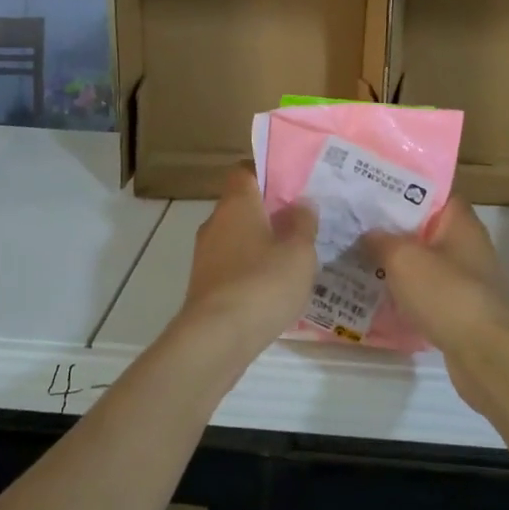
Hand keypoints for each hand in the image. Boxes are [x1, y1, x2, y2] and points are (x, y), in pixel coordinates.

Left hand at [178, 167, 317, 352]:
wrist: (217, 338)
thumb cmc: (263, 283)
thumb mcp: (299, 252)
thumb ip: (303, 223)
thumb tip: (302, 203)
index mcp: (236, 203)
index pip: (245, 171)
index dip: (268, 174)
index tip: (294, 185)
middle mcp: (215, 222)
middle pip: (243, 206)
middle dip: (270, 213)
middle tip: (303, 222)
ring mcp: (206, 255)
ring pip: (238, 237)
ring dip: (261, 244)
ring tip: (294, 257)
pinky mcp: (205, 284)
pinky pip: (233, 265)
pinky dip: (251, 270)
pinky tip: (274, 287)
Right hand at [366, 200, 508, 409]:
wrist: (485, 353)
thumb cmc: (446, 293)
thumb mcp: (403, 258)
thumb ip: (381, 240)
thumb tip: (368, 233)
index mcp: (460, 222)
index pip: (433, 192)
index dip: (403, 187)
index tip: (371, 189)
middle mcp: (466, 245)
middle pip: (424, 227)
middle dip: (392, 227)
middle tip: (354, 224)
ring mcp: (465, 278)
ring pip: (423, 261)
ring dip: (396, 262)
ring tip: (357, 257)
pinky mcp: (459, 308)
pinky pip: (426, 291)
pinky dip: (405, 291)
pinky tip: (377, 294)